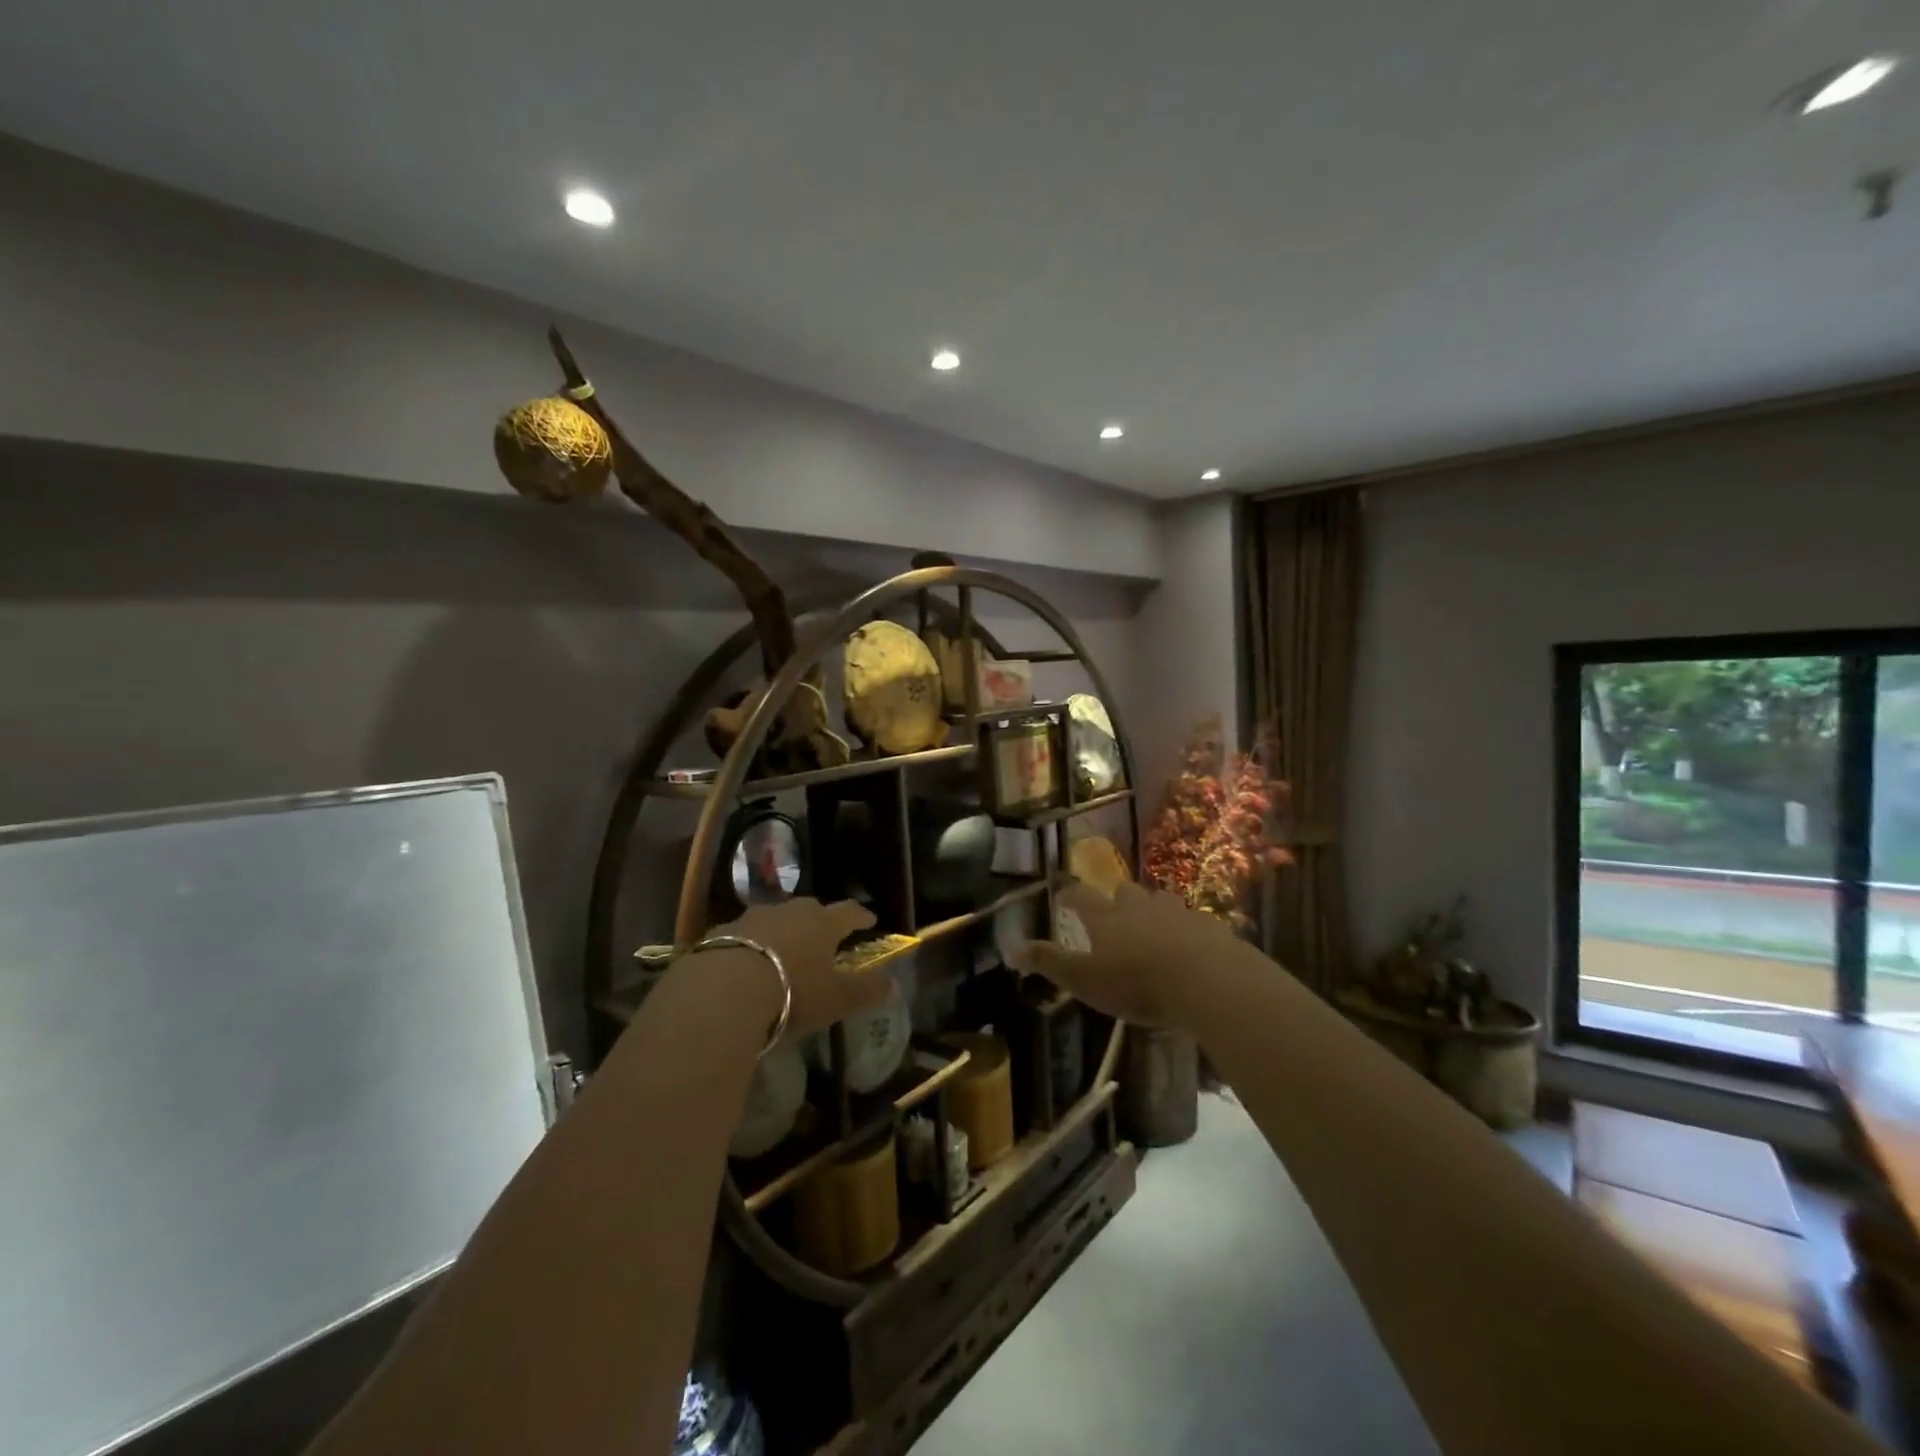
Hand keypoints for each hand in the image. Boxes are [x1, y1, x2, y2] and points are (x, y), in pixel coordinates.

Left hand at [711, 897, 890, 1041]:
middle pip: (810, 909)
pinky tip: (746, 963)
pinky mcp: (719, 932)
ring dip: (782, 930)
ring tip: (783, 948)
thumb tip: (895, 986)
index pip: (849, 912)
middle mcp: (789, 912)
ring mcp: (752, 918)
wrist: (723, 991)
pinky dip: (750, 944)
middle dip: (819, 919)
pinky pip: (742, 934)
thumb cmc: (792, 992)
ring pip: (774, 918)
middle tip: (823, 933)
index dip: (861, 916)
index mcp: (822, 923)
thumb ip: (866, 991)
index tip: (870, 919)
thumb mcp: (835, 998)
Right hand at [1011, 881, 1257, 1030]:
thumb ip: (1050, 963)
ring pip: (1161, 901)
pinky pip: (1193, 921)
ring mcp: (1177, 912)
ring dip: (1154, 910)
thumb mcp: (1085, 980)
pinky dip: (1187, 929)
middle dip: (1116, 899)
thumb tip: (1010, 949)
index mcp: (1106, 918)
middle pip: (1124, 892)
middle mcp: (1139, 906)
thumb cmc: (1137, 983)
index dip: (1069, 895)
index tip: (1062, 896)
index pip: (1080, 897)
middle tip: (1114, 913)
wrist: (1207, 980)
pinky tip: (1190, 946)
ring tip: (1153, 928)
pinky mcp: (1208, 926)